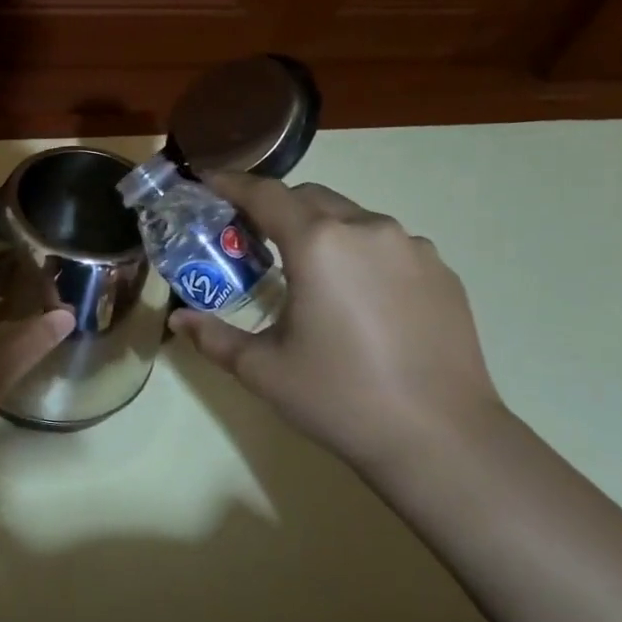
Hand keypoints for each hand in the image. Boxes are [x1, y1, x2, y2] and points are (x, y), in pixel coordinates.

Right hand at [170, 171, 505, 471]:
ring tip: (304, 273)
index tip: (207, 183)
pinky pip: (388, 246)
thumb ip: (214, 337)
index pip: (266, 195)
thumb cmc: (339, 397)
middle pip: (311, 198)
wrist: (440, 438)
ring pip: (353, 219)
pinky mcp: (442, 273)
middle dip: (274, 208)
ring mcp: (413, 249)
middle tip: (248, 238)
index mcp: (320, 243)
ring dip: (320, 231)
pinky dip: (358, 255)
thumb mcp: (262, 370)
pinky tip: (355, 300)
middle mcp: (369, 230)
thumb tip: (179, 320)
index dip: (232, 184)